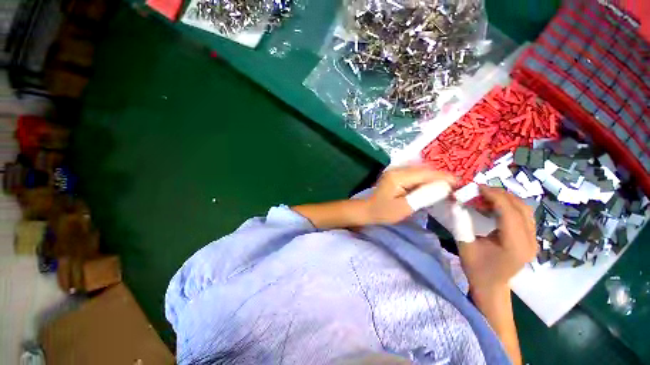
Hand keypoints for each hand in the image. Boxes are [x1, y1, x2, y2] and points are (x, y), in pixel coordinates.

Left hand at [366, 166, 455, 224]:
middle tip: (456, 186)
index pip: (426, 173)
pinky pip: (415, 173)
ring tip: (448, 186)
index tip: (460, 183)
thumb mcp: (404, 208)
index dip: (444, 177)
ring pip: (421, 170)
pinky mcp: (397, 174)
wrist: (368, 209)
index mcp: (398, 177)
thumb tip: (444, 187)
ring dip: (434, 177)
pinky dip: (426, 178)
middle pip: (424, 169)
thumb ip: (424, 196)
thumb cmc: (384, 212)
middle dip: (441, 176)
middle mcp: (397, 169)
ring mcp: (396, 170)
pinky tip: (433, 185)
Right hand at [458, 186, 537, 293]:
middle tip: (479, 189)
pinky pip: (524, 215)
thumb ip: (461, 222)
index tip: (477, 187)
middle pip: (520, 208)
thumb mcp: (464, 244)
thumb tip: (457, 202)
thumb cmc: (476, 267)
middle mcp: (530, 241)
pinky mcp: (531, 239)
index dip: (493, 195)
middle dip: (500, 194)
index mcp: (514, 245)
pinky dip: (510, 206)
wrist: (491, 286)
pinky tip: (495, 206)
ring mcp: (534, 240)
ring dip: (506, 198)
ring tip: (486, 195)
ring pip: (525, 209)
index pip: (509, 212)